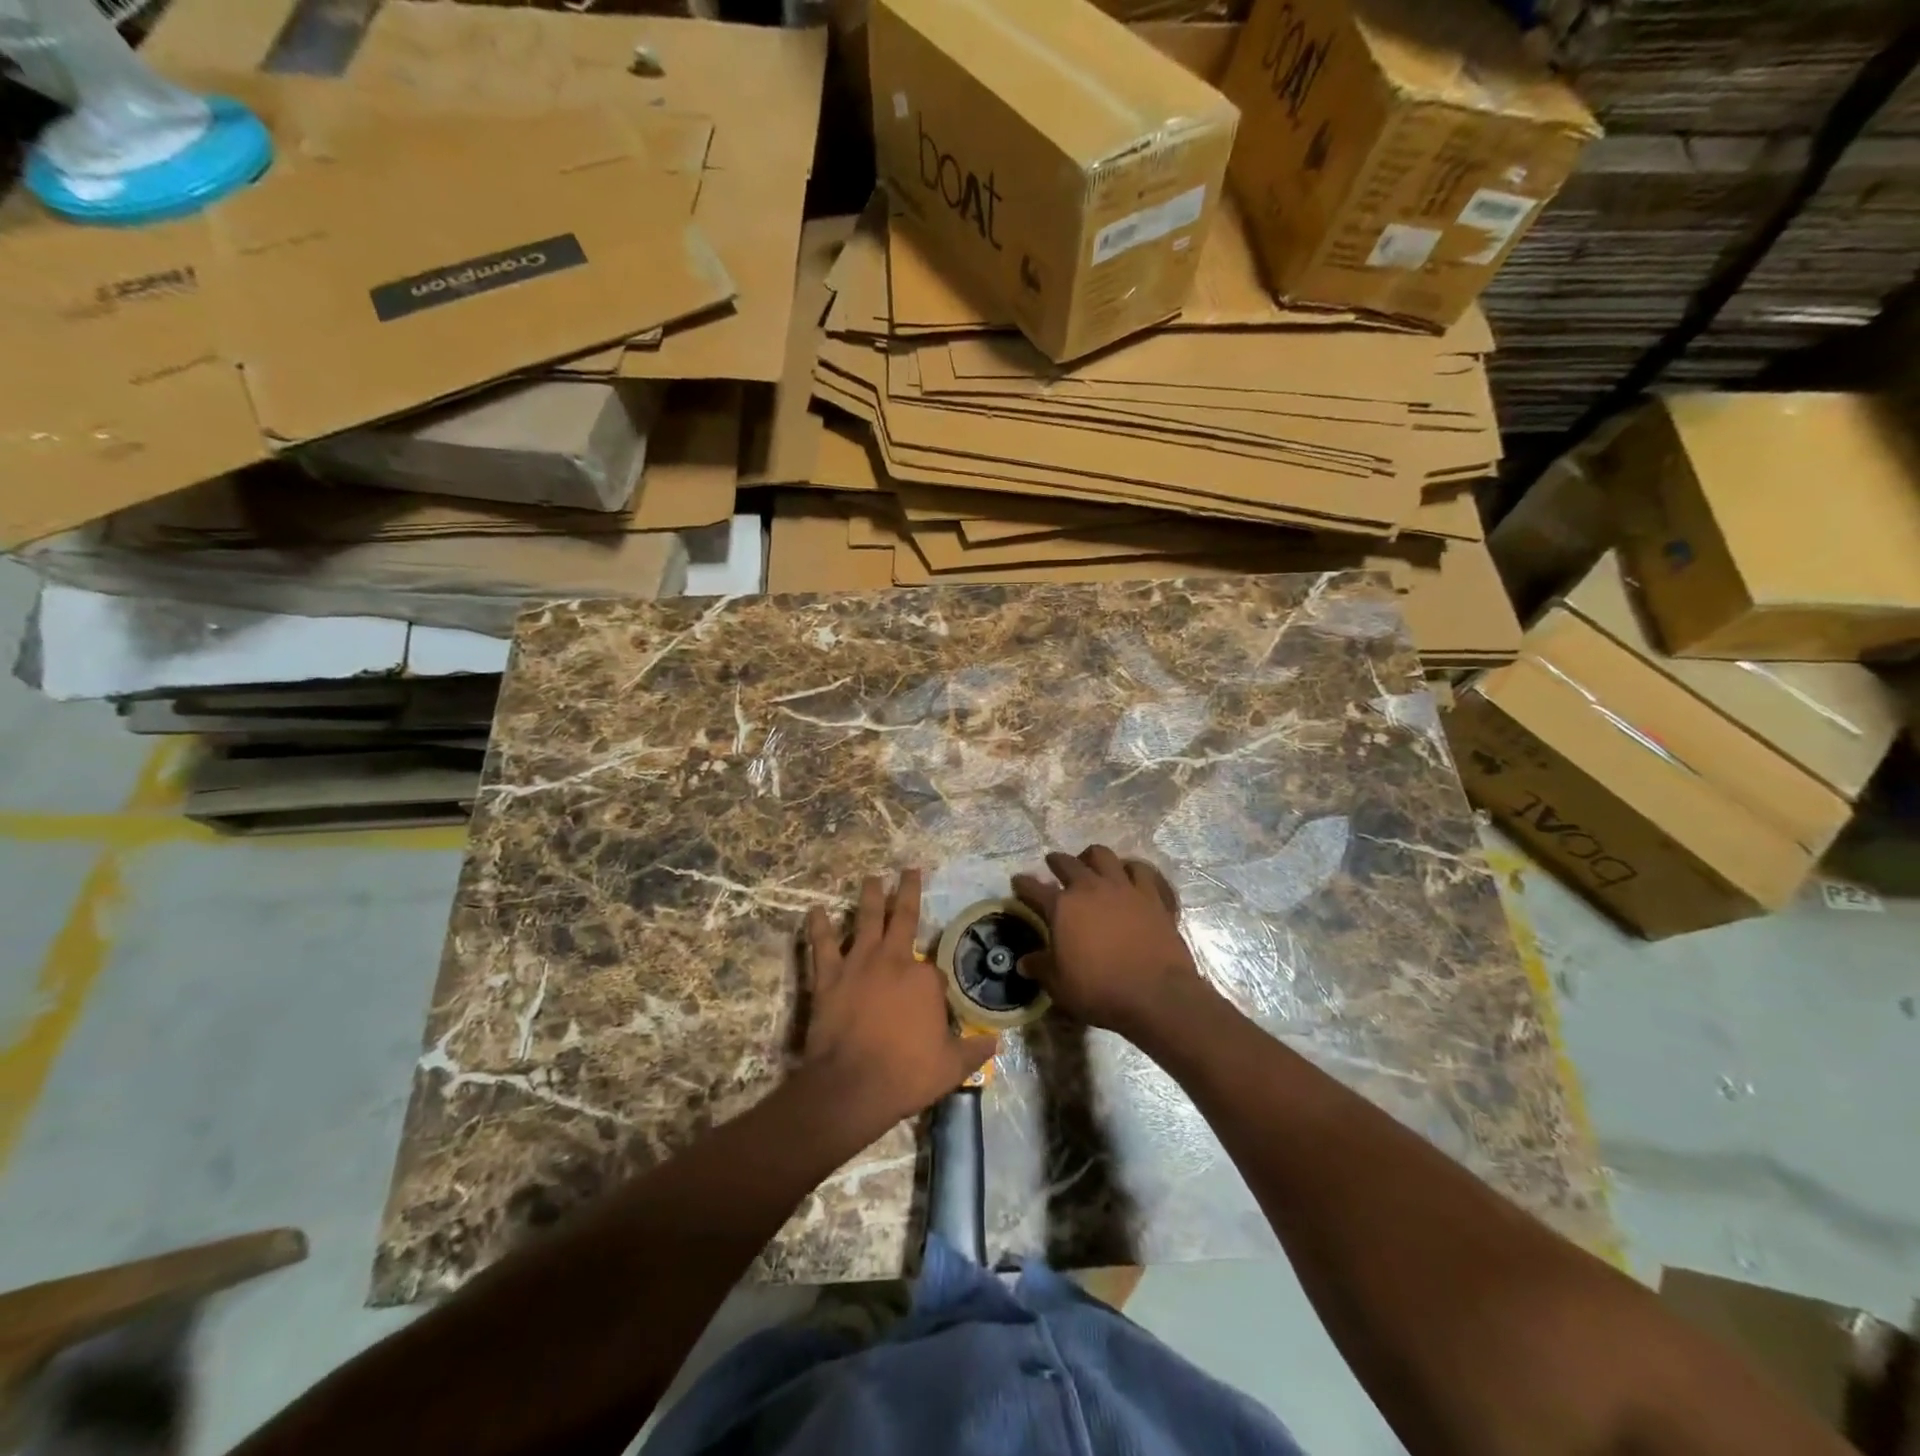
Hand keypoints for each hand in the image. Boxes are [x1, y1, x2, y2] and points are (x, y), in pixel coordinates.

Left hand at [801, 870, 998, 1133]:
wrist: (852, 1087)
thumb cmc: (905, 1075)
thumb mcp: (950, 1067)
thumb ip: (974, 1051)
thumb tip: (996, 1042)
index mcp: (925, 979)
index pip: (934, 971)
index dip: (935, 985)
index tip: (934, 1001)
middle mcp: (894, 960)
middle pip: (905, 918)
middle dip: (908, 891)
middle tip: (908, 869)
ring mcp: (859, 964)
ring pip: (867, 920)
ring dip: (870, 897)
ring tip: (871, 878)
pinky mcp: (829, 976)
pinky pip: (822, 945)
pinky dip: (818, 926)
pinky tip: (815, 910)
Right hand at [1012, 846, 1205, 1039]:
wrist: (1156, 994)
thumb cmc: (1100, 990)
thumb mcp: (1060, 985)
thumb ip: (1041, 967)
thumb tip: (1024, 962)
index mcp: (1062, 906)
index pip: (1034, 888)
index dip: (1023, 884)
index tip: (1018, 881)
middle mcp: (1090, 888)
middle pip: (1068, 863)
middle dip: (1057, 861)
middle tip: (1053, 864)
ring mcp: (1124, 888)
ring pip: (1104, 855)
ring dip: (1093, 857)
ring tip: (1091, 864)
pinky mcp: (1152, 896)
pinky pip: (1141, 871)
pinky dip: (1132, 870)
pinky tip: (1131, 876)